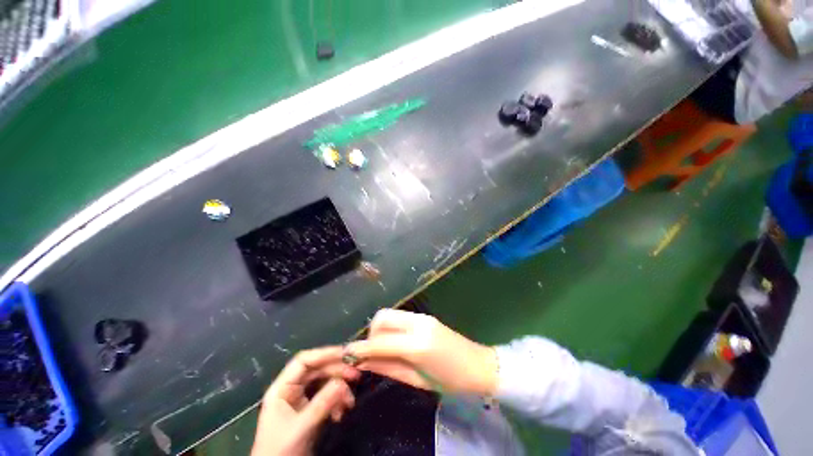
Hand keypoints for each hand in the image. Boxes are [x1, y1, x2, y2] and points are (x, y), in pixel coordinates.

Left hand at [251, 347, 359, 455]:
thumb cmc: (281, 450)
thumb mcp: (302, 427)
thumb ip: (322, 403)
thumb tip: (343, 382)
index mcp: (282, 388)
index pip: (304, 361)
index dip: (324, 354)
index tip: (345, 354)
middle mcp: (292, 388)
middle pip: (318, 370)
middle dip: (337, 372)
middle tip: (356, 375)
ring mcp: (300, 398)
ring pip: (324, 382)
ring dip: (339, 390)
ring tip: (350, 402)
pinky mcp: (309, 408)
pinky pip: (326, 396)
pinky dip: (336, 402)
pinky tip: (340, 414)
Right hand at [346, 309, 497, 395]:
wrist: (478, 365)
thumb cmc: (449, 381)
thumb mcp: (416, 380)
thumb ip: (388, 367)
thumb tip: (363, 362)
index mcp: (417, 344)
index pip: (380, 341)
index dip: (361, 348)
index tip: (347, 355)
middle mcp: (417, 324)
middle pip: (382, 317)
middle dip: (371, 334)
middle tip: (371, 352)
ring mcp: (422, 317)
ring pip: (389, 314)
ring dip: (379, 329)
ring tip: (382, 347)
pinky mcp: (425, 316)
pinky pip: (400, 317)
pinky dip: (390, 327)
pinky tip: (394, 341)